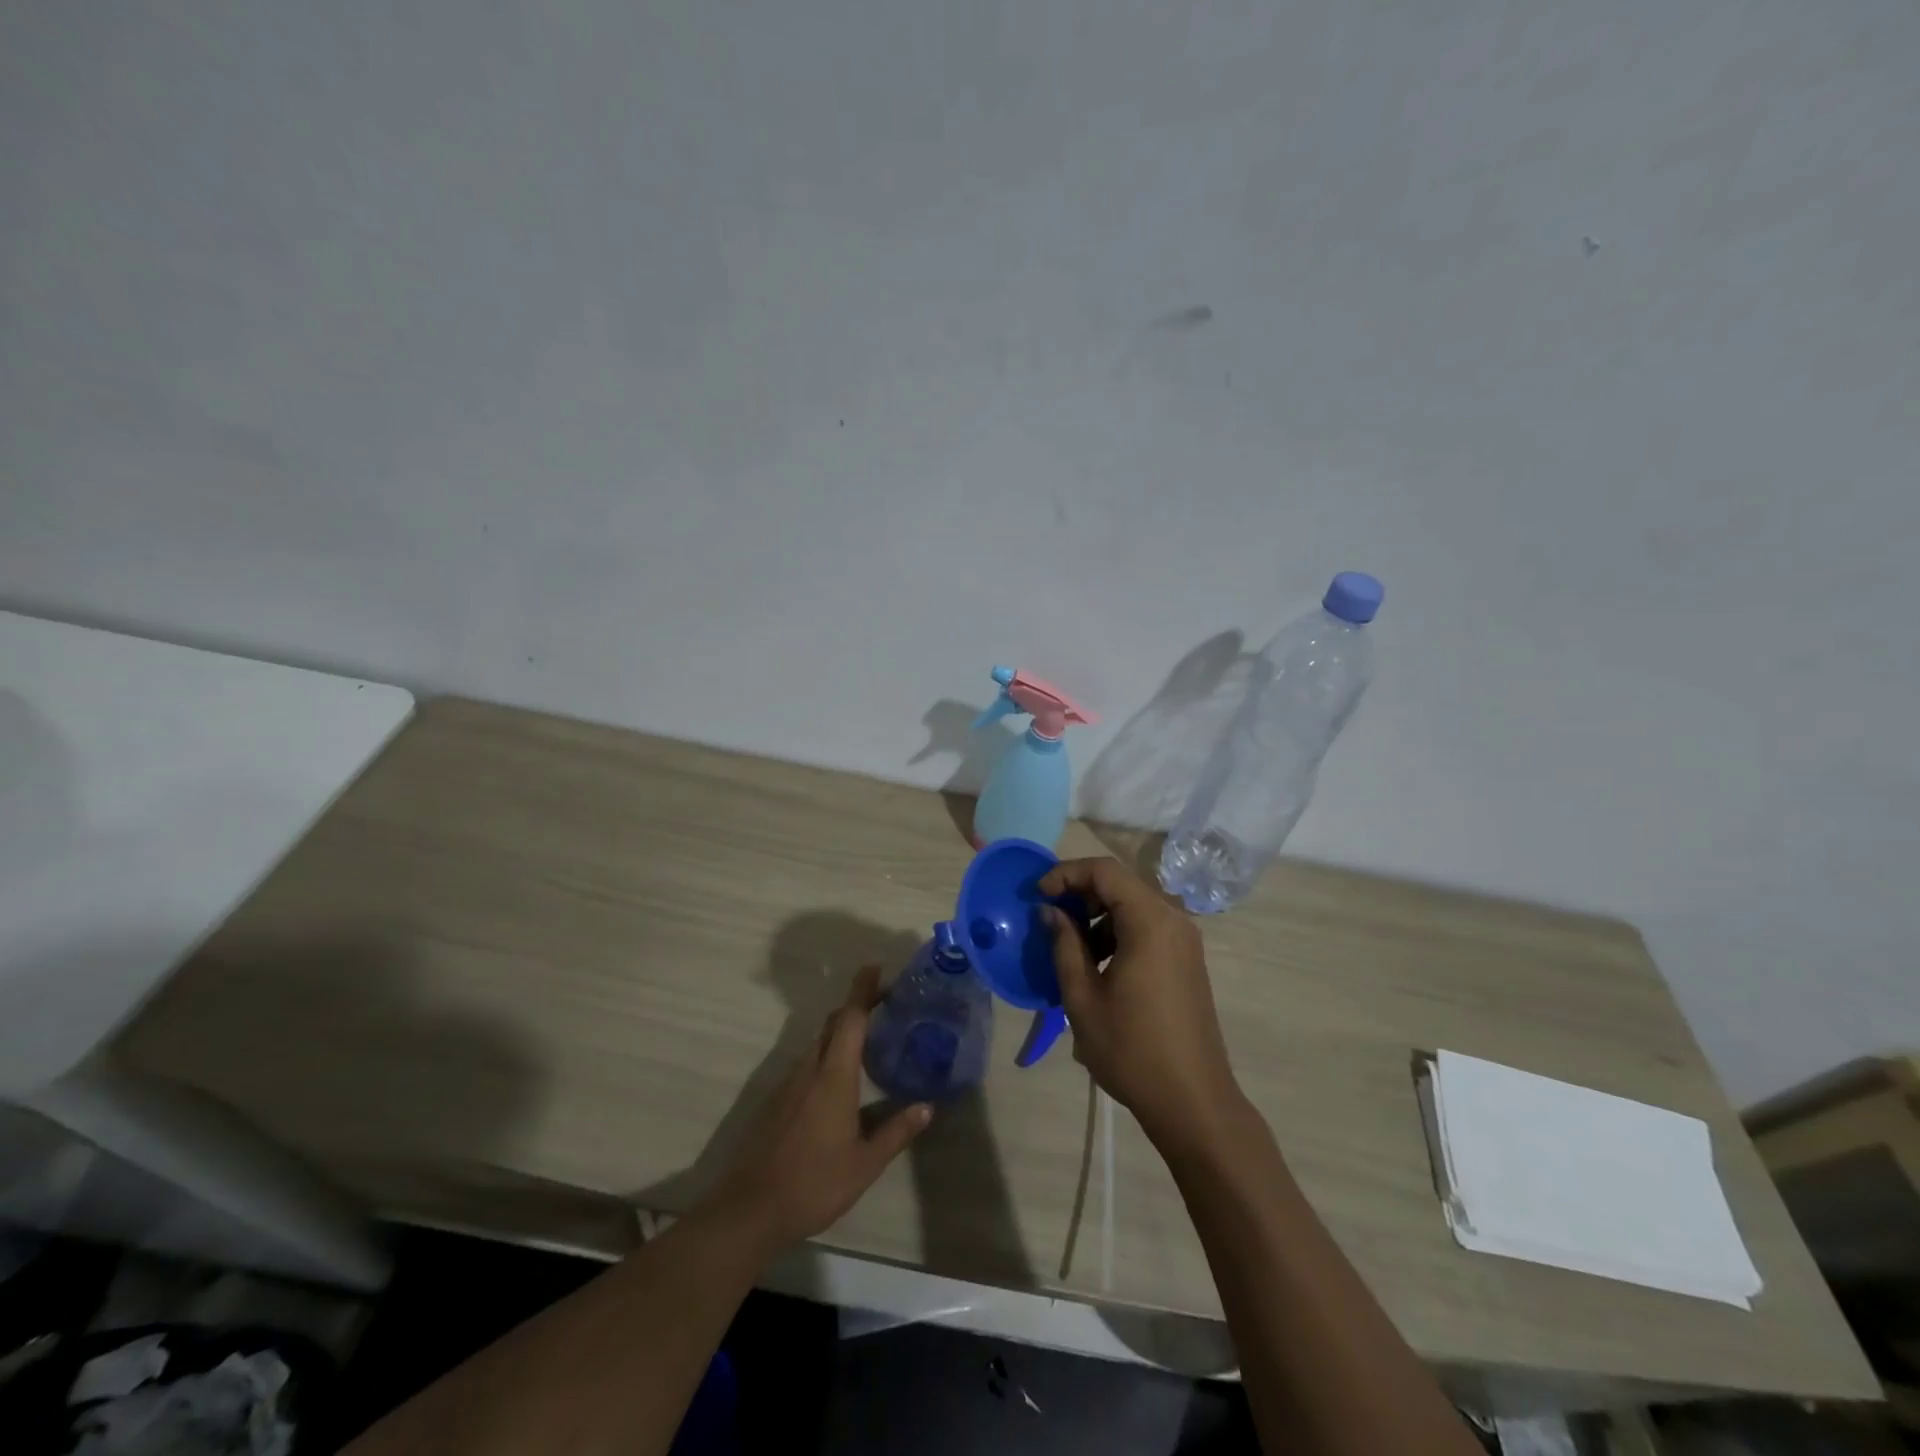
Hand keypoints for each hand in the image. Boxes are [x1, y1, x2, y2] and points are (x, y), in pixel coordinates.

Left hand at [704, 966, 931, 1252]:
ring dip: (840, 1033)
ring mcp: (789, 1084)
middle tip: (883, 1004)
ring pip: (818, 1043)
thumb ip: (896, 1132)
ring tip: (868, 1041)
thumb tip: (926, 1107)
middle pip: (832, 1024)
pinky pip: (807, 1064)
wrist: (751, 1209)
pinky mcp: (777, 1101)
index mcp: (834, 1075)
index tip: (875, 967)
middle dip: (855, 1007)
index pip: (850, 1019)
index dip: (862, 990)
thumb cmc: (814, 1183)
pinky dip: (827, 1056)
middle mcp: (810, 1069)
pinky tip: (840, 1081)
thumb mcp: (865, 1163)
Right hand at [1040, 857, 1241, 1150]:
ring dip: (1097, 916)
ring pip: (1133, 906)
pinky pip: (1148, 928)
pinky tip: (1098, 965)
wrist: (1193, 1101)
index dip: (1066, 874)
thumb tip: (1050, 911)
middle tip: (1049, 918)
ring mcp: (1184, 940)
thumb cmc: (1131, 1049)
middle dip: (1080, 894)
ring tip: (1069, 947)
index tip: (1037, 896)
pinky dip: (1118, 932)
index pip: (1104, 871)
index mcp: (1149, 921)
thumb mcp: (1083, 997)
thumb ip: (1064, 944)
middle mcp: (1173, 920)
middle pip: (1120, 885)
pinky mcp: (1187, 960)